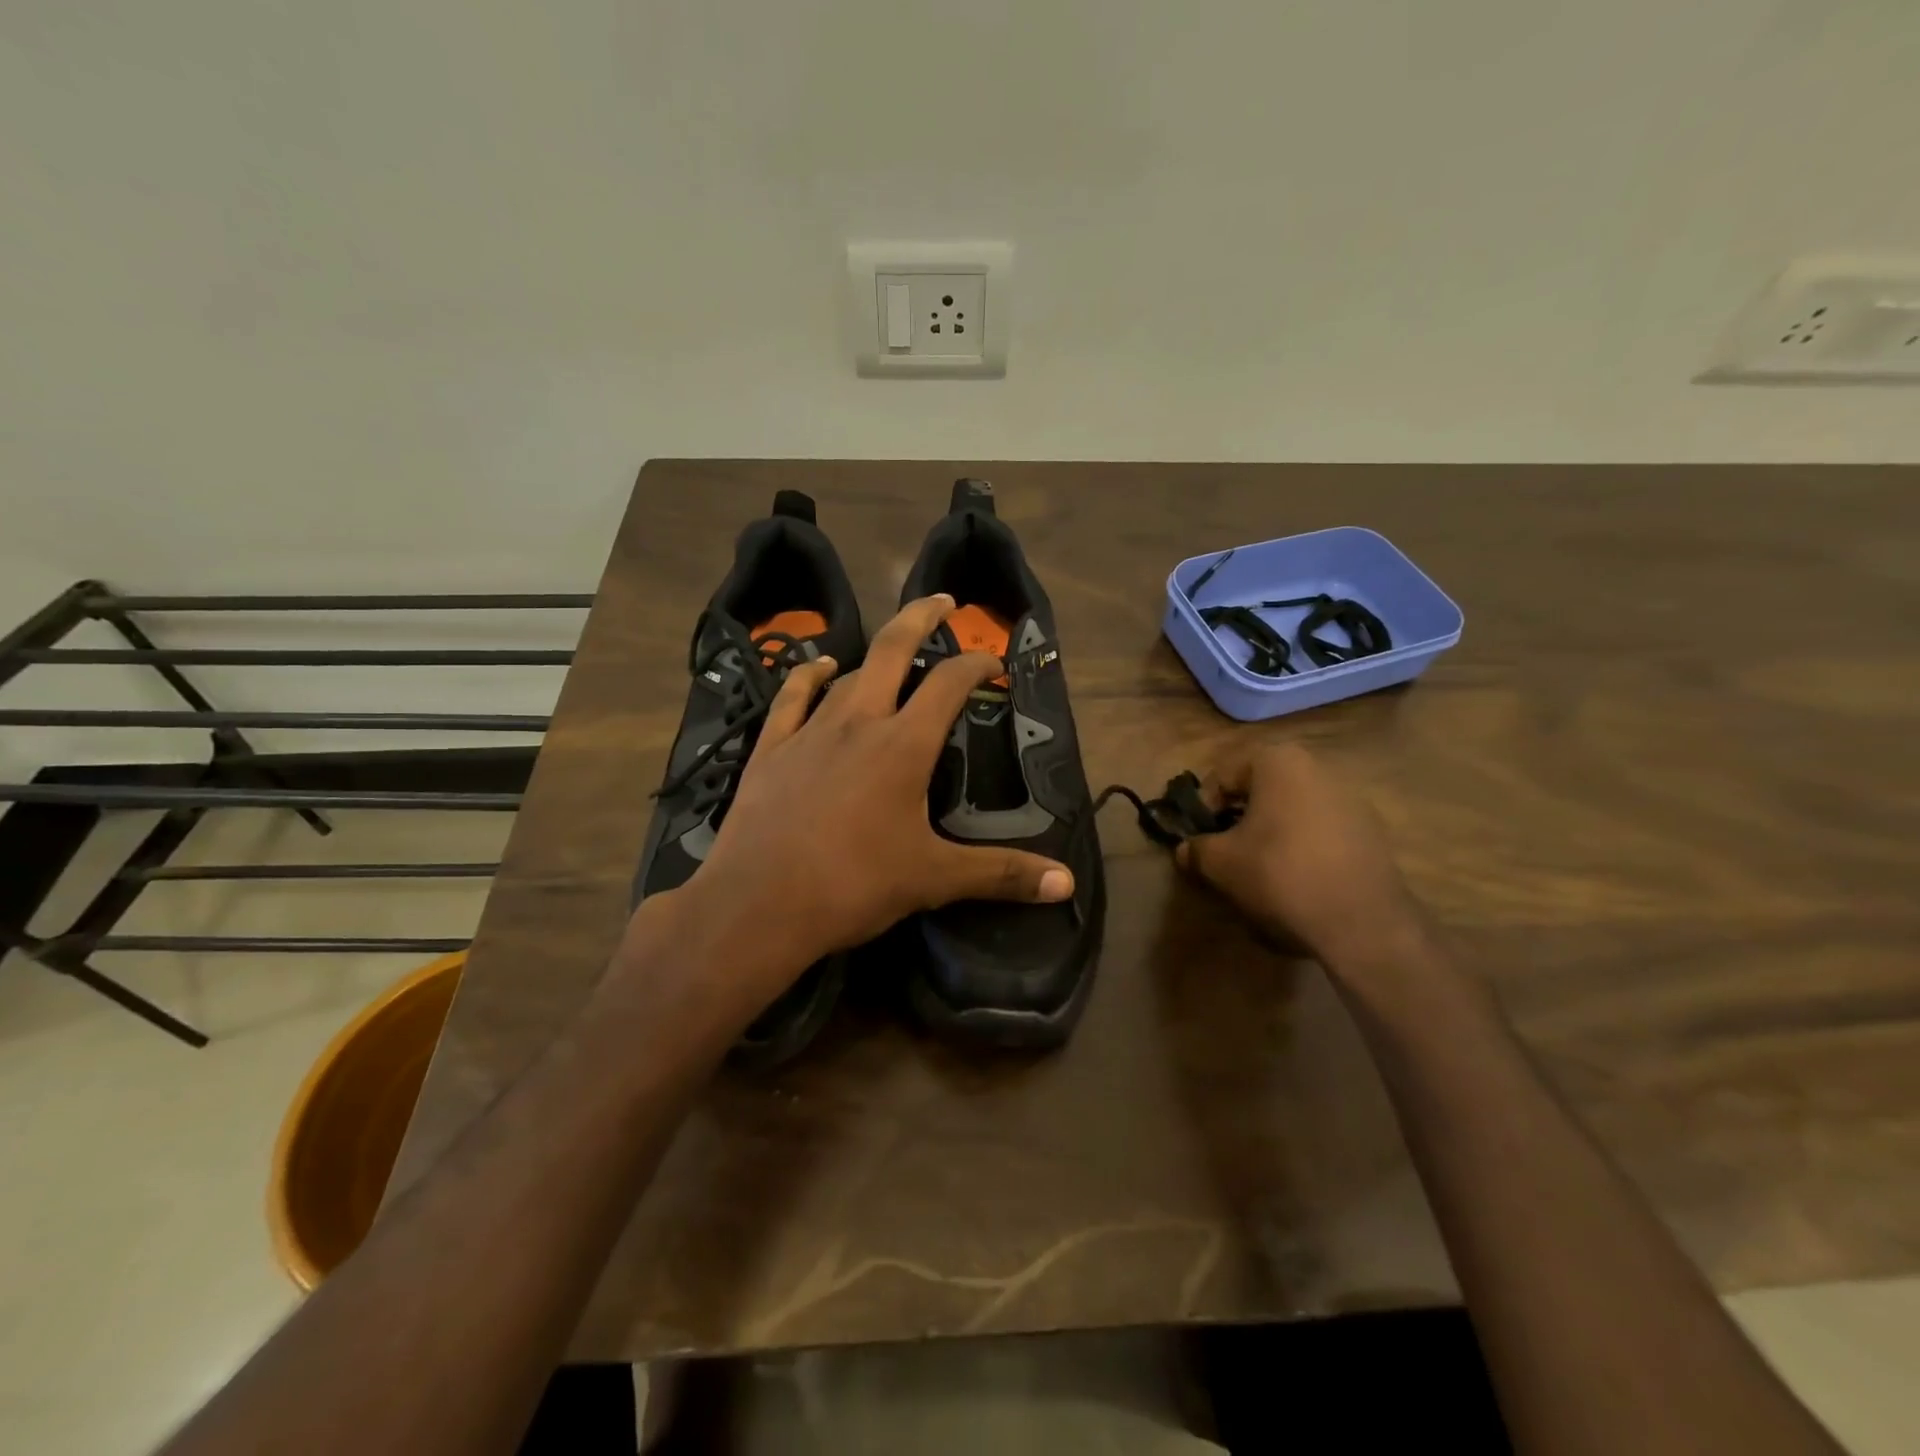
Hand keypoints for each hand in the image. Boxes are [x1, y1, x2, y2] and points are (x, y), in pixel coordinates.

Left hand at [629, 596, 1073, 1028]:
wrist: (758, 905)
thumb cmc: (853, 886)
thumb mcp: (934, 879)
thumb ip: (1001, 873)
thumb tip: (1066, 883)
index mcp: (903, 746)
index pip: (948, 685)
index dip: (975, 664)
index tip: (993, 662)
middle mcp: (858, 723)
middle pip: (893, 651)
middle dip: (921, 619)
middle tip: (943, 601)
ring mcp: (809, 731)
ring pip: (848, 675)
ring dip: (875, 655)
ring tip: (894, 648)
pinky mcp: (771, 749)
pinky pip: (792, 697)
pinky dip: (809, 676)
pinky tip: (819, 666)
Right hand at [1175, 742, 1428, 971]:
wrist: (1361, 922)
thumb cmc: (1279, 874)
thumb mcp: (1220, 862)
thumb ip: (1196, 849)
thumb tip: (1186, 850)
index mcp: (1279, 762)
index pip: (1224, 777)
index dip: (1204, 809)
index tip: (1200, 840)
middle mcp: (1318, 768)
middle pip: (1261, 791)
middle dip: (1239, 819)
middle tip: (1225, 853)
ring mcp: (1351, 799)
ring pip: (1291, 811)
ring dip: (1270, 833)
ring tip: (1260, 870)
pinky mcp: (1372, 832)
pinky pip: (1321, 832)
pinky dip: (1302, 848)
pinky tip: (1297, 880)